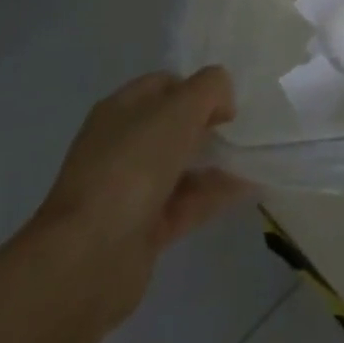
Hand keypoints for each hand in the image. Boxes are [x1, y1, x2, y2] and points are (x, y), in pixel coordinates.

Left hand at [31, 69, 250, 328]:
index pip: (163, 85)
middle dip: (207, 125)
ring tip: (254, 157)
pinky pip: (185, 205)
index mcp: (120, 111)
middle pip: (172, 127)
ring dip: (215, 162)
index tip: (226, 103)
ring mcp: (129, 191)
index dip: (196, 87)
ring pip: (180, 168)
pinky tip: (248, 188)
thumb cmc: (133, 166)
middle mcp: (120, 147)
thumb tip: (222, 101)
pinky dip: (214, 196)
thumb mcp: (179, 108)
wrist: (89, 257)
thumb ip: (209, 88)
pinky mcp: (141, 231)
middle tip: (242, 130)